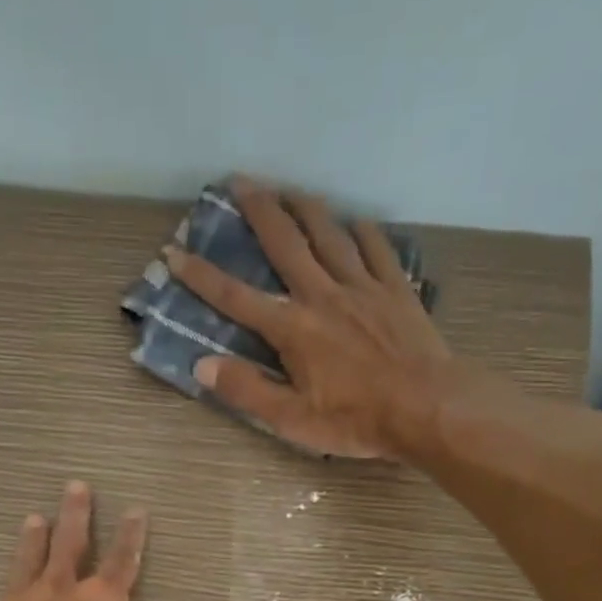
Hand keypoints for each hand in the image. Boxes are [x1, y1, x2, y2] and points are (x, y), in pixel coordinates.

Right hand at [161, 177, 461, 458]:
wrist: (426, 407)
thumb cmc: (356, 421)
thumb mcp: (293, 419)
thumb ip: (247, 391)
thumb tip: (203, 367)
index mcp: (293, 329)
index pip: (236, 298)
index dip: (202, 276)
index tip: (174, 253)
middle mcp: (323, 295)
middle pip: (285, 243)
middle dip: (259, 210)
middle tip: (240, 180)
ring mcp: (362, 287)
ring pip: (329, 233)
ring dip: (306, 207)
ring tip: (290, 189)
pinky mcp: (395, 289)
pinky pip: (376, 248)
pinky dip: (362, 231)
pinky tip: (355, 223)